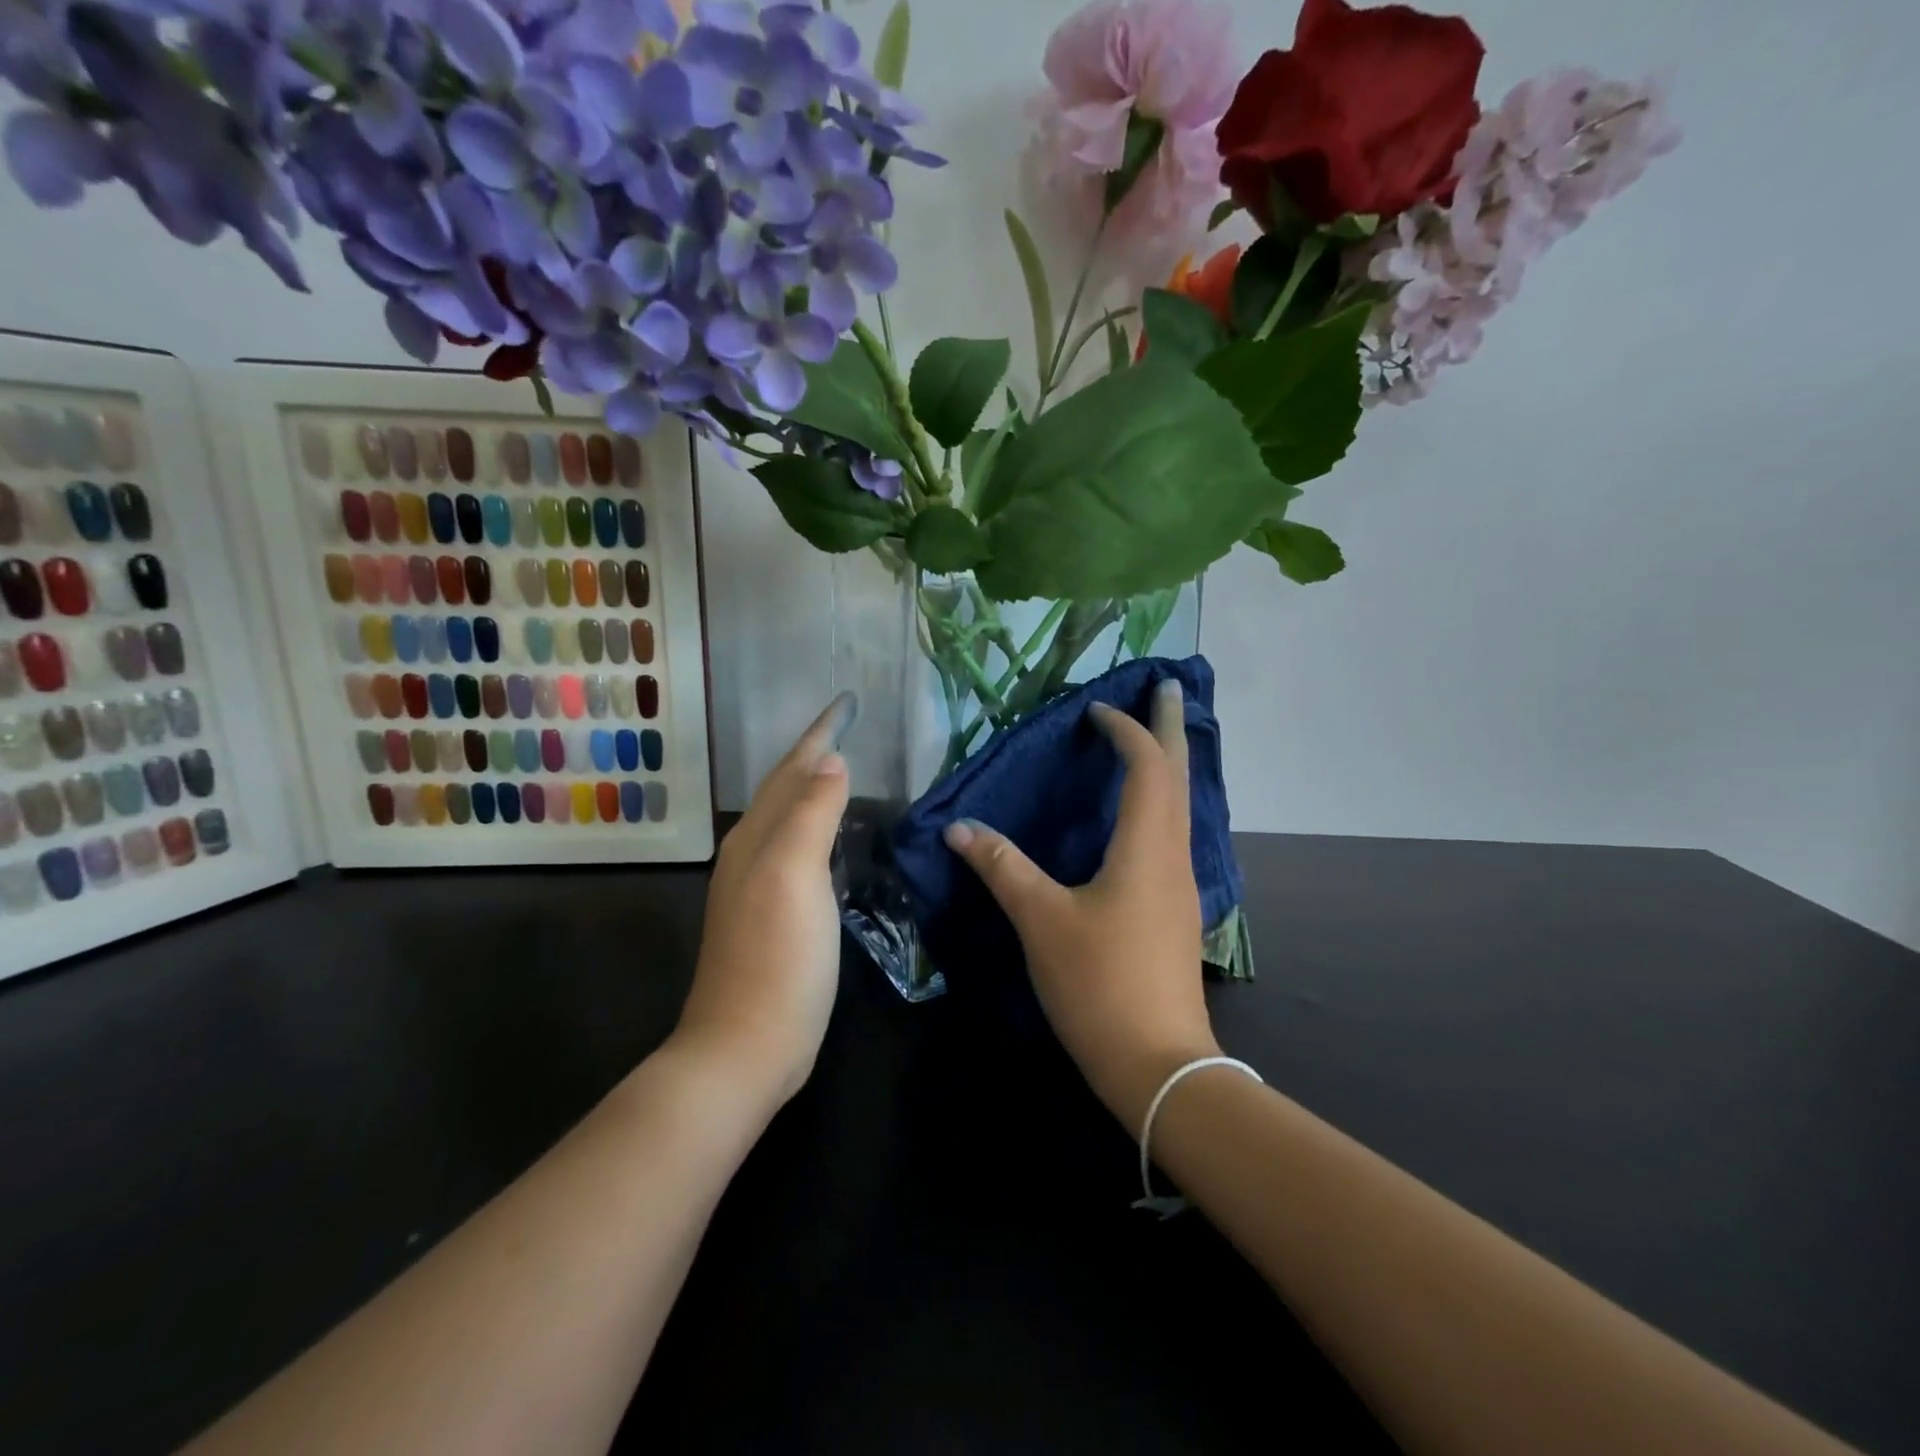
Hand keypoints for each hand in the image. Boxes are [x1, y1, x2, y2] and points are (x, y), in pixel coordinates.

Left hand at [675, 693, 853, 1108]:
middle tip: (847, 727)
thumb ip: (811, 814)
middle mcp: (751, 854)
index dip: (819, 734)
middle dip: (813, 754)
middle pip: (784, 789)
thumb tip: (831, 761)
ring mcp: (759, 887)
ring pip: (788, 819)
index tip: (847, 702)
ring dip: (812, 788)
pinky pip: (798, 851)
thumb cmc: (778, 958)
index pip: (791, 770)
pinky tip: (833, 836)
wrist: (746, 1047)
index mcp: (756, 838)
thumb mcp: (796, 876)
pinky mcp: (774, 916)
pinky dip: (816, 827)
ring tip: (842, 768)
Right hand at [944, 680, 1219, 1130]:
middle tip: (1164, 687)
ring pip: (1181, 805)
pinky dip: (1162, 802)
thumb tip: (959, 827)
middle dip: (1171, 727)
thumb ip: (1002, 867)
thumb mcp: (1041, 920)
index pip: (1147, 766)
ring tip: (1153, 741)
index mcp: (1146, 846)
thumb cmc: (1099, 983)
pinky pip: (1173, 834)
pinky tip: (1143, 816)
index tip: (1097, 711)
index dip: (1126, 730)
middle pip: (1179, 775)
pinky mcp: (1177, 910)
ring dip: (1169, 765)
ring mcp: (1182, 885)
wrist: (1158, 1064)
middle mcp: (1174, 855)